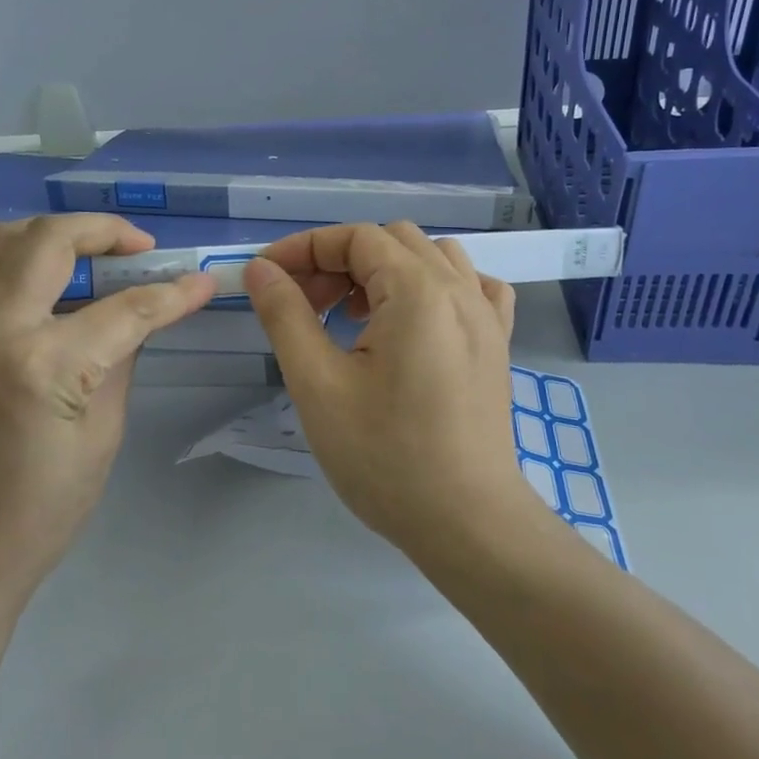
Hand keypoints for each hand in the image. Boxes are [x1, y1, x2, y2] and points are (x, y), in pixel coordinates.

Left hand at [0, 214, 215, 609]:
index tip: (202, 281)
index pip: (125, 309)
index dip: (172, 294)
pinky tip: (10, 250)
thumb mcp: (102, 437)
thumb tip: (139, 316)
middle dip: (106, 233)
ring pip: (0, 238)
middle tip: (141, 249)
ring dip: (51, 232)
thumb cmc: (40, 513)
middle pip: (51, 242)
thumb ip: (119, 361)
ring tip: (86, 249)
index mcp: (42, 366)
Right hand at [243, 222, 538, 547]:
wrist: (466, 521)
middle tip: (307, 305)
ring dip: (385, 271)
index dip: (305, 248)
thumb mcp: (318, 385)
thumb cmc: (385, 457)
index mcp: (418, 291)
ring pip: (432, 257)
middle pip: (392, 241)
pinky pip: (471, 286)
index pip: (356, 237)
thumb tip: (261, 269)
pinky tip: (415, 321)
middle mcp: (460, 289)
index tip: (269, 277)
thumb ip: (286, 316)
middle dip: (340, 261)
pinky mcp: (498, 343)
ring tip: (355, 316)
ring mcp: (487, 315)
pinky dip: (435, 286)